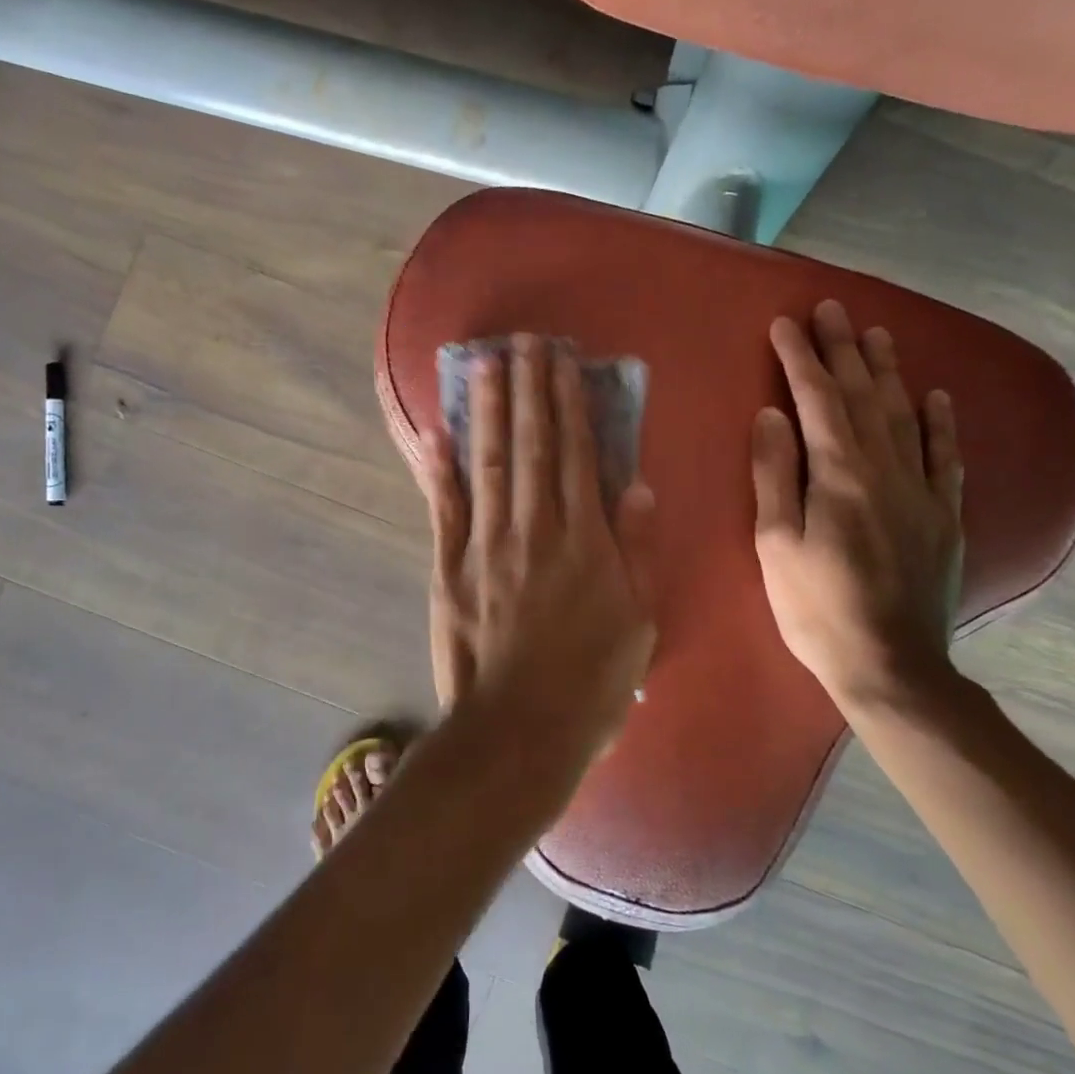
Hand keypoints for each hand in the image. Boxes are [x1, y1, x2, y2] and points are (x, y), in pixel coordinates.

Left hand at [415, 335, 656, 767]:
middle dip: (528, 390)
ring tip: (485, 366)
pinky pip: (444, 510)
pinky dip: (439, 471)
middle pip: (530, 446)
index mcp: (583, 538)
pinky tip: (435, 434)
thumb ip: (637, 548)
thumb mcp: (639, 618)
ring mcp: (486, 545)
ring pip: (489, 464)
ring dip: (487, 412)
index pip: (576, 454)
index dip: (570, 403)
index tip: (563, 362)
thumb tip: (636, 485)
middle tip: (523, 343)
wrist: (520, 730)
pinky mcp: (450, 568)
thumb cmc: (592, 679)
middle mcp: (533, 527)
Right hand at [752, 301, 964, 713]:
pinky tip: (936, 396)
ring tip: (877, 333)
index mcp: (839, 475)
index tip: (785, 323)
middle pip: (863, 395)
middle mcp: (885, 469)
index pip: (817, 400)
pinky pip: (945, 456)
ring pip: (905, 415)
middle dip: (843, 349)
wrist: (890, 665)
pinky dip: (941, 422)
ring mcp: (921, 491)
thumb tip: (772, 414)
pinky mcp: (944, 515)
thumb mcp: (775, 544)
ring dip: (889, 371)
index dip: (800, 358)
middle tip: (832, 308)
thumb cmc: (815, 607)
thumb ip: (775, 474)